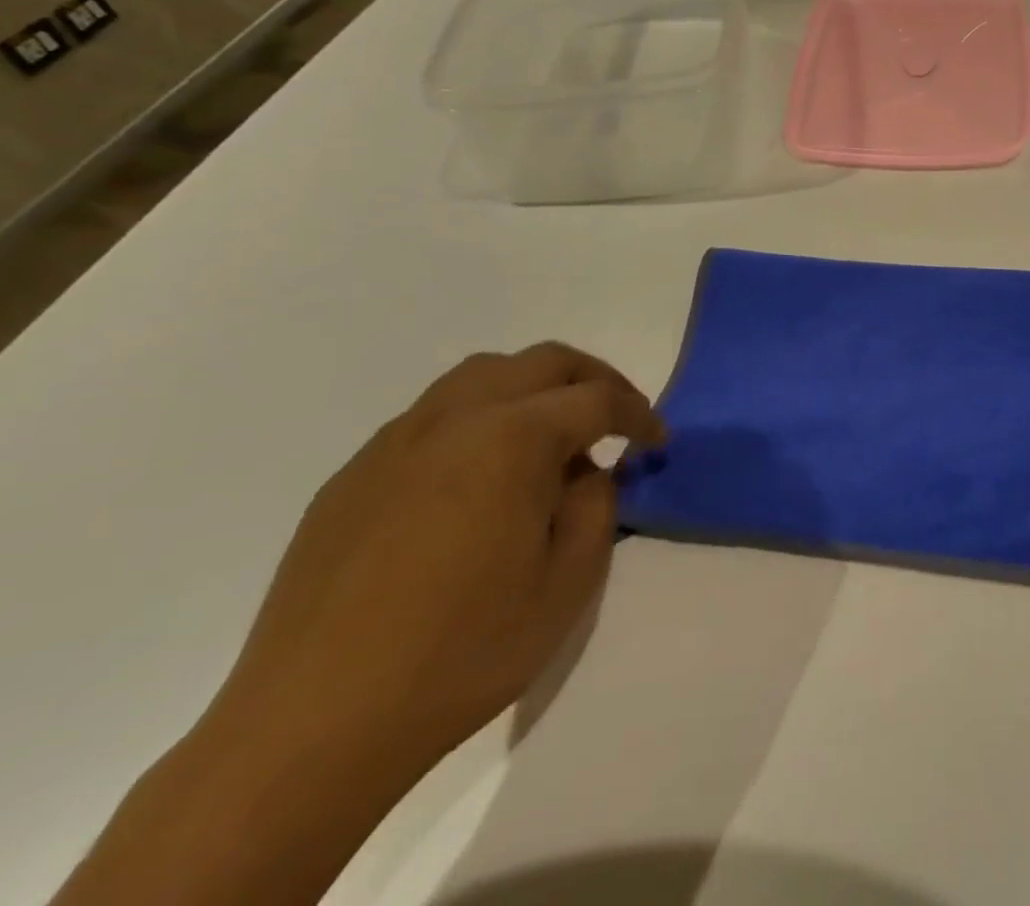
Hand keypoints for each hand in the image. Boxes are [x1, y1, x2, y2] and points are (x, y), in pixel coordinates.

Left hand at [54, 343, 664, 905]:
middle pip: (544, 362)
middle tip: (617, 420)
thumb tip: (586, 473)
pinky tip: (479, 477)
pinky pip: (433, 415)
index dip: (639, 414)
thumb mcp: (569, 584)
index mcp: (513, 438)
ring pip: (483, 374)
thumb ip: (596, 507)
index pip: (597, 398)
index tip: (657, 442)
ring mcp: (396, 442)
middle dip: (594, 380)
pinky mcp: (354, 475)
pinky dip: (479, 418)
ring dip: (533, 388)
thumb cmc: (461, 654)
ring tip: (550, 436)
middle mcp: (455, 418)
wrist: (309, 730)